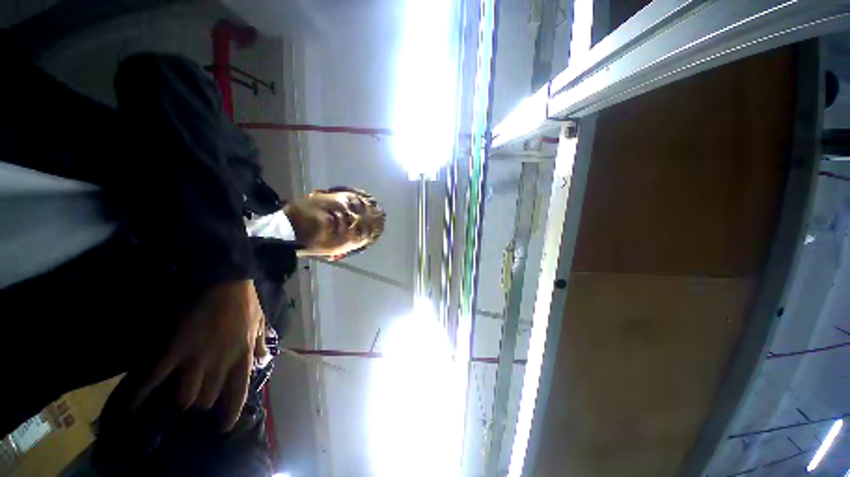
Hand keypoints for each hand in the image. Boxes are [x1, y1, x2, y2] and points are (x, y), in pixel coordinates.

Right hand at [131, 280, 263, 429]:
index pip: (238, 394)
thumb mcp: (260, 326)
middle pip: (207, 400)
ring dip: (182, 398)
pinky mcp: (174, 350)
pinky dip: (141, 394)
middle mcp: (220, 363)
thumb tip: (264, 363)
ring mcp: (196, 358)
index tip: (223, 427)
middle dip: (203, 404)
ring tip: (180, 393)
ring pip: (185, 396)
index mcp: (243, 357)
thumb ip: (260, 346)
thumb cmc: (246, 306)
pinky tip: (132, 408)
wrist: (228, 285)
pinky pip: (155, 378)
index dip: (230, 414)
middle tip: (199, 397)